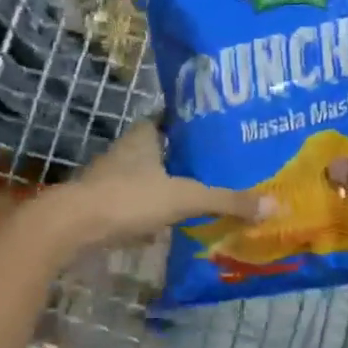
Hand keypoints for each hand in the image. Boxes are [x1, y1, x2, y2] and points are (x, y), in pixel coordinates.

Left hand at [58, 120, 270, 250]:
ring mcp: (112, 180)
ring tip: (206, 192)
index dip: (193, 121)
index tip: (219, 127)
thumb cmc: (128, 198)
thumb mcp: (185, 197)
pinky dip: (156, 209)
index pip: (170, 118)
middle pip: (163, 149)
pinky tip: (176, 221)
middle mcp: (127, 152)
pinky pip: (139, 203)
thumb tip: (277, 205)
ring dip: (171, 184)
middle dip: (187, 157)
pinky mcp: (105, 206)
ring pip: (150, 177)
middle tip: (222, 164)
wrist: (71, 228)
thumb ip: (227, 200)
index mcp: (144, 137)